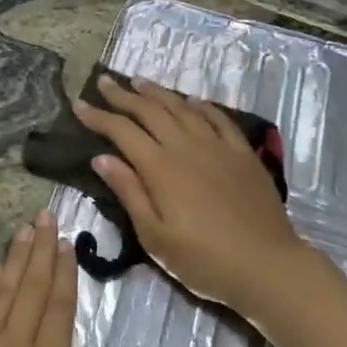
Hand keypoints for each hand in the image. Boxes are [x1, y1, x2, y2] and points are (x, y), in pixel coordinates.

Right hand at [74, 75, 314, 319]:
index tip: (79, 105)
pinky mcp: (242, 153)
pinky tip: (191, 100)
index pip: (122, 132)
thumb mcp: (155, 237)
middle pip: (150, 111)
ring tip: (139, 81)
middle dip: (123, 95)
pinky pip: (218, 118)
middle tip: (105, 81)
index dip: (99, 116)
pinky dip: (200, 105)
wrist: (267, 265)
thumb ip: (129, 192)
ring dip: (158, 93)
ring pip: (182, 108)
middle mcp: (187, 146)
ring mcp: (218, 146)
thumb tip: (101, 158)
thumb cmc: (203, 260)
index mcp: (161, 168)